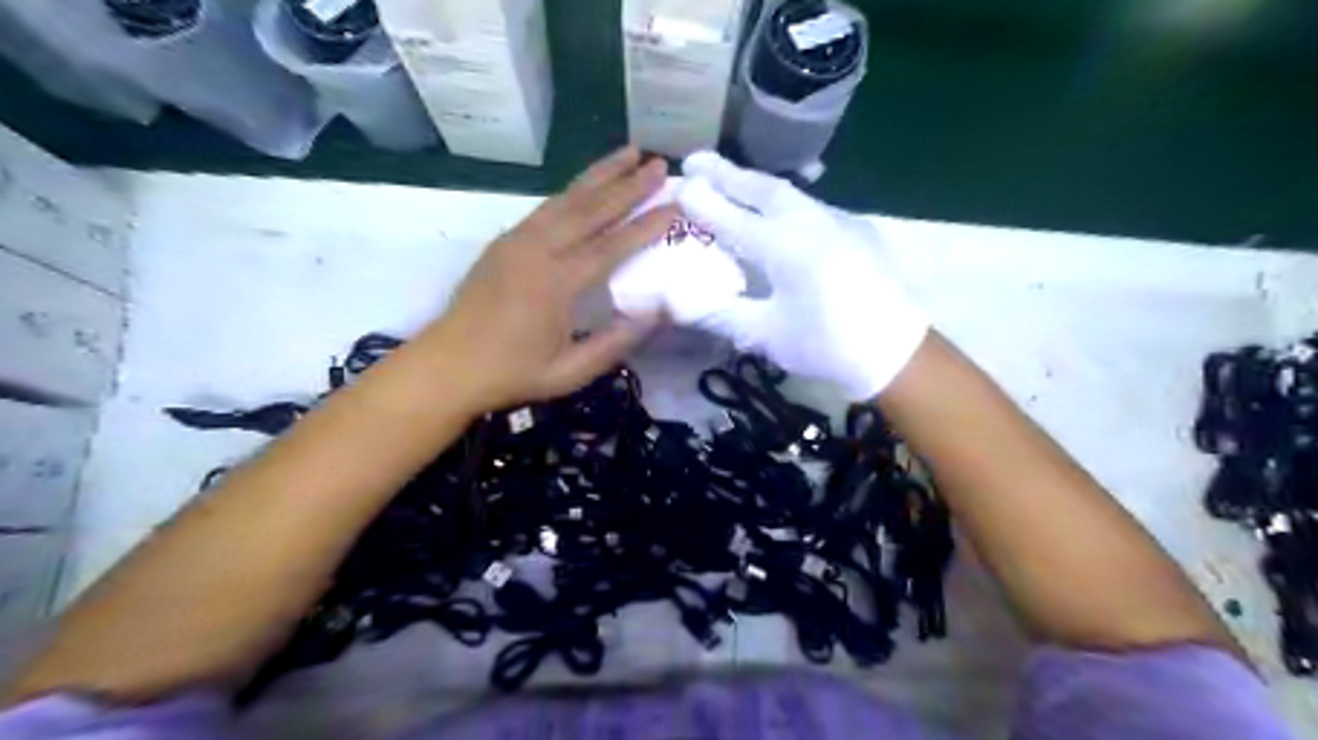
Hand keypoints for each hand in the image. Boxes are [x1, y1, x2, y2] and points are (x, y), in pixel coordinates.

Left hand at [418, 149, 673, 413]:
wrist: (448, 366)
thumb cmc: (512, 373)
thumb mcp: (570, 372)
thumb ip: (615, 343)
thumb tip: (656, 314)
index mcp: (556, 283)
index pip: (612, 245)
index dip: (646, 225)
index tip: (675, 205)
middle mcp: (538, 250)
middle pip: (591, 209)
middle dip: (629, 185)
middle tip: (660, 164)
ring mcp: (518, 240)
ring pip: (566, 198)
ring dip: (600, 174)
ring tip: (630, 153)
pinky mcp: (505, 241)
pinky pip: (546, 207)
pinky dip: (572, 190)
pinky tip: (588, 183)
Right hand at [680, 150, 924, 402]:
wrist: (898, 351)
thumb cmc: (828, 346)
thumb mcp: (768, 335)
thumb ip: (722, 313)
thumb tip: (681, 303)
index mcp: (787, 248)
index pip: (734, 218)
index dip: (703, 203)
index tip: (678, 185)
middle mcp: (812, 223)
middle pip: (763, 189)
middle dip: (726, 173)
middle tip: (695, 160)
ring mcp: (838, 221)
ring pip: (788, 194)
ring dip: (754, 184)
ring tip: (728, 181)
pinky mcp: (855, 229)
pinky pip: (808, 207)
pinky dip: (780, 202)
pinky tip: (773, 214)